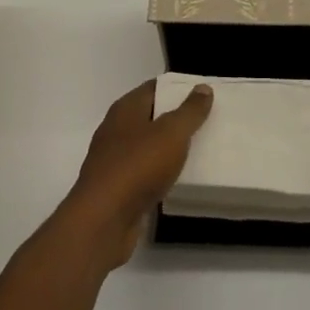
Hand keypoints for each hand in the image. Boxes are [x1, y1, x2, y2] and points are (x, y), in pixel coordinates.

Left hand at [61, 80, 213, 269]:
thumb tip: (203, 87)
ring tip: (198, 150)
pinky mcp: (116, 189)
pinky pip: (144, 174)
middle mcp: (116, 130)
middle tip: (207, 121)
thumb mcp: (172, 133)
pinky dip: (160, 174)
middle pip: (150, 117)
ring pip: (147, 147)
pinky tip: (178, 180)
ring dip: (168, 148)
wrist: (103, 221)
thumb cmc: (138, 166)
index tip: (202, 93)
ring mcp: (113, 161)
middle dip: (175, 118)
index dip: (177, 88)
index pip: (154, 88)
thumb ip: (190, 111)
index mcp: (125, 109)